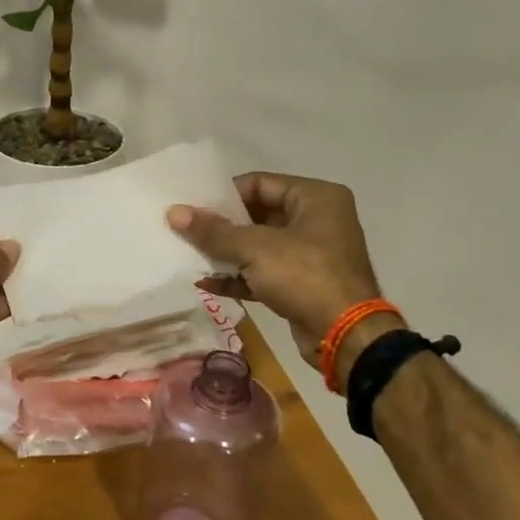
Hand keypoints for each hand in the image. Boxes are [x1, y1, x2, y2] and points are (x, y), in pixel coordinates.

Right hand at [168, 173, 398, 382]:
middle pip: (257, 214)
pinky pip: (264, 272)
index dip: (224, 195)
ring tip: (189, 255)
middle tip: (186, 231)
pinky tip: (206, 282)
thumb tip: (174, 213)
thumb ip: (213, 231)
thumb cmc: (305, 276)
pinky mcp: (302, 284)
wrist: (345, 335)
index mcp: (316, 197)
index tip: (192, 208)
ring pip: (259, 246)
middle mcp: (317, 220)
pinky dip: (238, 276)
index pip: (259, 183)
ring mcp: (311, 254)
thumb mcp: (254, 249)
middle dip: (221, 226)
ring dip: (226, 253)